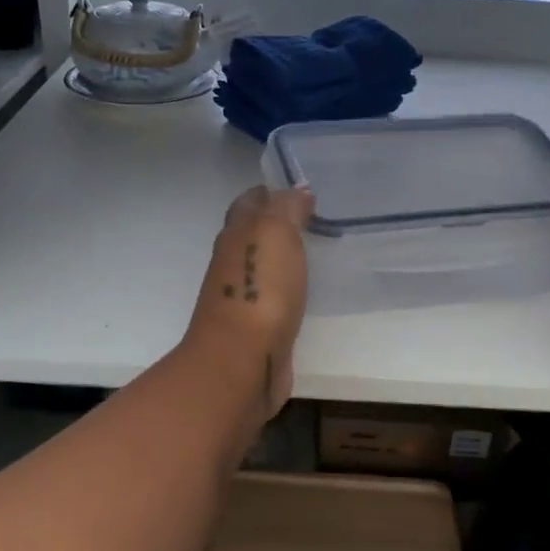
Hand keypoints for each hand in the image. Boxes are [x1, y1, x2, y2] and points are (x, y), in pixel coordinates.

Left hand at [183, 185, 314, 416]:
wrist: (242, 360)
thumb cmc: (260, 289)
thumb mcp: (276, 232)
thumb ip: (286, 207)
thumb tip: (298, 190)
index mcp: (235, 235)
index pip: (249, 203)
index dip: (270, 193)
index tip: (300, 191)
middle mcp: (233, 262)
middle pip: (252, 234)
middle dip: (276, 223)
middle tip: (313, 219)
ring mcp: (242, 298)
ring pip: (262, 267)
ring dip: (282, 258)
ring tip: (316, 251)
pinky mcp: (257, 329)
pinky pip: (274, 299)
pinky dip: (287, 290)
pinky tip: (306, 291)